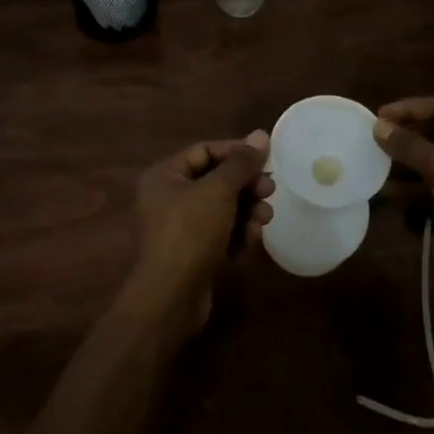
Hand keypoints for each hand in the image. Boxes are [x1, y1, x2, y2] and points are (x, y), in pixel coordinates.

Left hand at [128, 131, 273, 325]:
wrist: (170, 298)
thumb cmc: (190, 232)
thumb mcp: (218, 191)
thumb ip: (241, 163)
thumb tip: (260, 134)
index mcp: (165, 176)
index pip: (205, 151)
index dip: (236, 152)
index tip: (266, 159)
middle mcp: (168, 198)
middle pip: (216, 181)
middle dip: (245, 186)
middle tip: (269, 190)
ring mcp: (179, 229)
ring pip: (222, 210)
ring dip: (246, 212)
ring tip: (263, 220)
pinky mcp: (192, 255)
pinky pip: (220, 235)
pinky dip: (236, 236)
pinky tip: (249, 243)